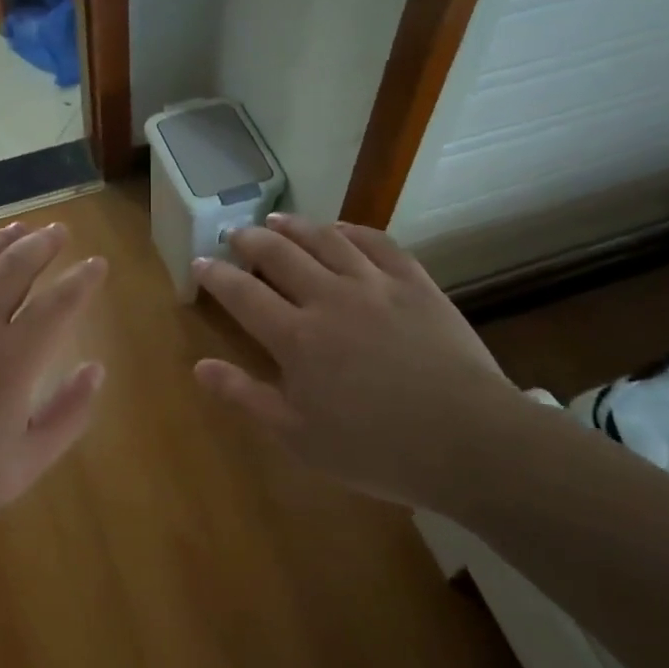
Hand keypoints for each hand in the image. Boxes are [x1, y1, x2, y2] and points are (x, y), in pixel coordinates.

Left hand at [0, 221, 107, 545]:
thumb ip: (69, 413)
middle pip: (13, 266)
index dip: (82, 280)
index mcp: (11, 360)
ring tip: (17, 228)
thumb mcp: (28, 463)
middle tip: (58, 232)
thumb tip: (96, 369)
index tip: (96, 264)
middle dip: (42, 244)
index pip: (58, 304)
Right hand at [192, 213, 523, 511]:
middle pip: (279, 254)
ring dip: (295, 225)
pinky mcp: (414, 282)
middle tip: (235, 234)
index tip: (200, 262)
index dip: (216, 275)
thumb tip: (200, 366)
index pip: (242, 293)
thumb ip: (246, 396)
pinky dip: (351, 229)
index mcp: (296, 337)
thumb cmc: (376, 448)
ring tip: (276, 219)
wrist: (468, 440)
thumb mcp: (299, 436)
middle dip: (250, 240)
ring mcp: (374, 284)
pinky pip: (377, 242)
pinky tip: (340, 228)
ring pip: (325, 239)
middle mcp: (329, 297)